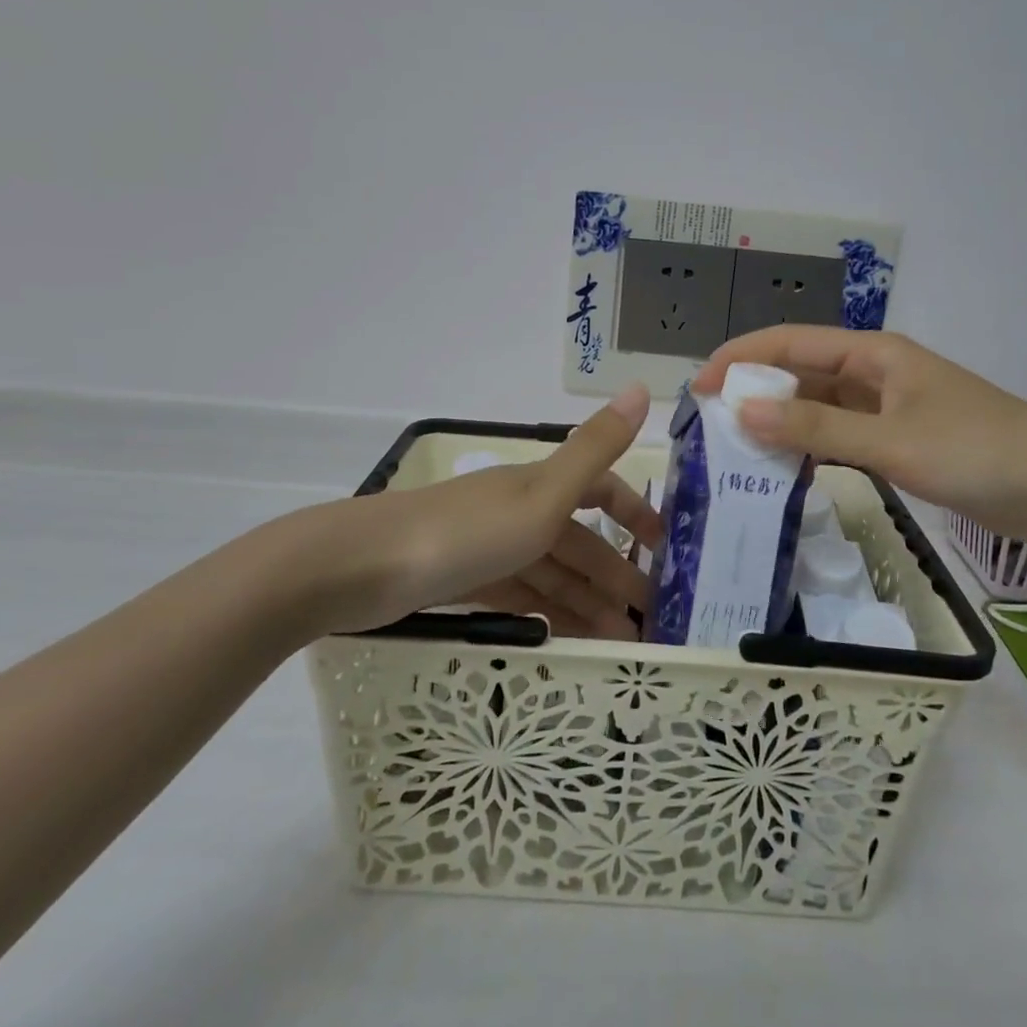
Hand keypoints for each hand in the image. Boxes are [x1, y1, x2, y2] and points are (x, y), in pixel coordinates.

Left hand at [268, 385, 662, 637]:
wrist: (363, 568)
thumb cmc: (466, 532)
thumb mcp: (542, 494)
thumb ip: (595, 447)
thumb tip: (641, 386)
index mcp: (540, 486)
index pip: (600, 490)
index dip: (634, 511)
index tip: (664, 547)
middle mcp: (518, 510)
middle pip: (579, 540)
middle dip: (615, 573)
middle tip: (650, 619)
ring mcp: (490, 547)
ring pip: (552, 573)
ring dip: (587, 601)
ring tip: (619, 641)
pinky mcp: (464, 581)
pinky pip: (520, 596)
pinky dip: (547, 613)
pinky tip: (565, 638)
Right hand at [692, 327, 1026, 549]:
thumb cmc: (979, 452)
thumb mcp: (891, 441)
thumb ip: (816, 429)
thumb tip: (742, 410)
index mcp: (873, 354)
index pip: (790, 343)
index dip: (740, 359)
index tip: (697, 387)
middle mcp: (875, 373)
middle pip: (800, 373)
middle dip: (754, 392)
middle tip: (709, 425)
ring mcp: (888, 408)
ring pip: (818, 407)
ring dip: (780, 422)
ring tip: (734, 448)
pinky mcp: (900, 441)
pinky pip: (840, 436)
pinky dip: (809, 447)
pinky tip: (784, 467)